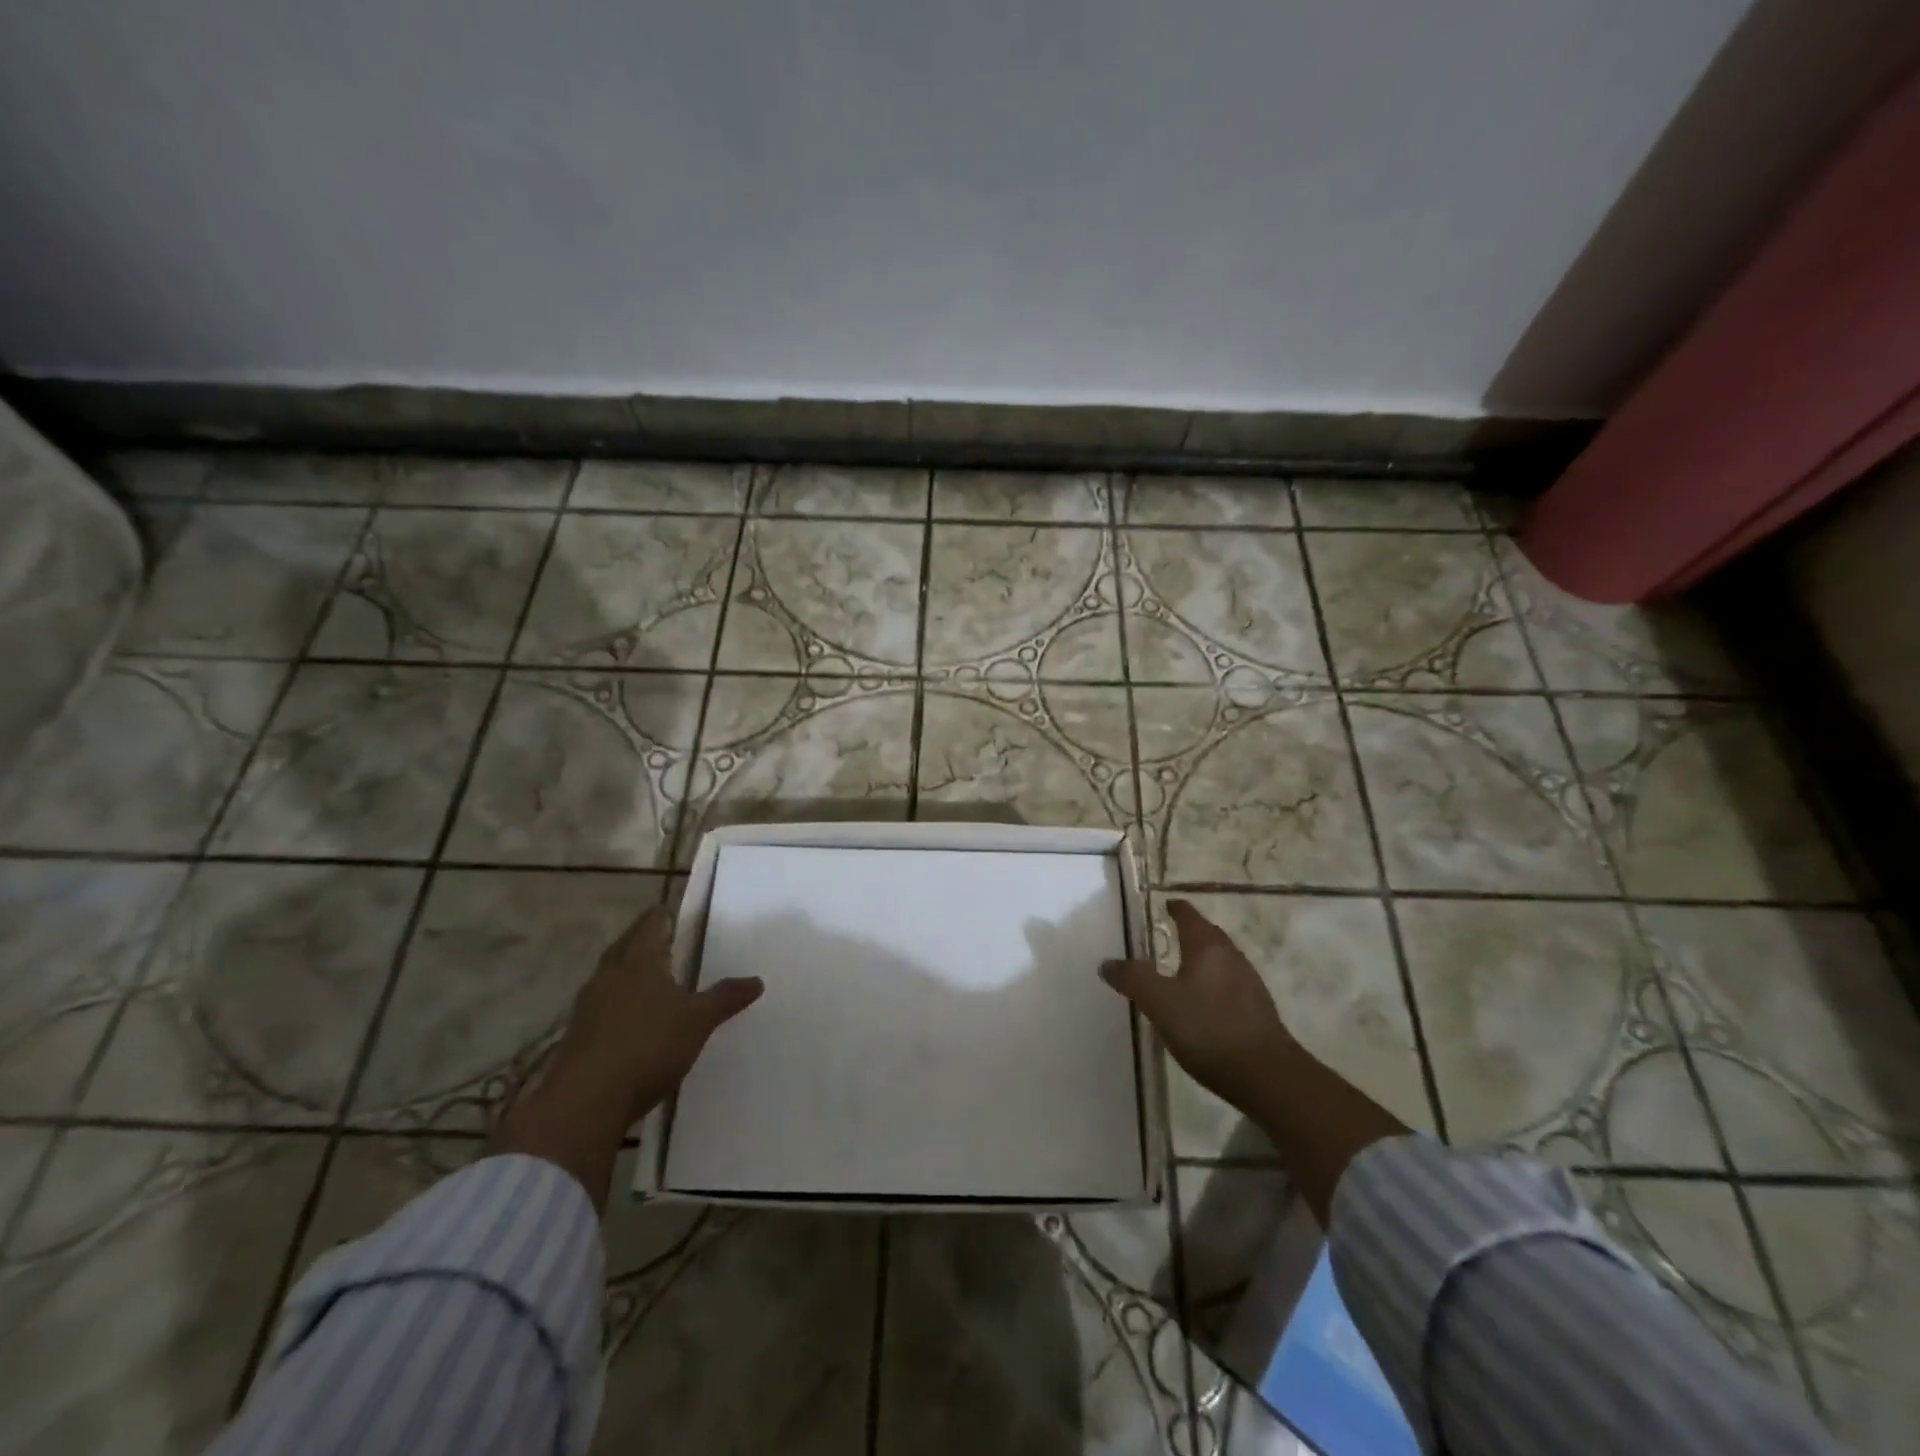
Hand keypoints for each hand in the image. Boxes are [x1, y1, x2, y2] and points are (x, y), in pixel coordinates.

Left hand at [549, 904, 763, 1121]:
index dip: (665, 916)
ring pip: (611, 975)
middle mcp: (610, 973)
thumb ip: (725, 998)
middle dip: (645, 941)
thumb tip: (757, 980)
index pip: (652, 922)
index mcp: (640, 959)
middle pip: (627, 945)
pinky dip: (618, 1004)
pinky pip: (601, 1006)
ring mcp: (588, 1004)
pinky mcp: (577, 1035)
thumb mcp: (698, 1020)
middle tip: (669, 944)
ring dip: (629, 973)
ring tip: (652, 980)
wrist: (586, 1100)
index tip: (679, 917)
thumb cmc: (649, 1044)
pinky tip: (631, 1019)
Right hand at [1101, 899, 1297, 1113]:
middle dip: (1190, 932)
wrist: (1267, 1076)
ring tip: (1182, 970)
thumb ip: (1133, 979)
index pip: (1189, 916)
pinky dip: (1214, 984)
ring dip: (1203, 960)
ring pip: (1222, 961)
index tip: (1164, 906)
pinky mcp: (1258, 1011)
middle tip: (1168, 936)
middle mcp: (1232, 957)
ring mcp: (1250, 984)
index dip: (1175, 909)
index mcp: (1207, 947)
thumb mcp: (1160, 1003)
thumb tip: (1107, 963)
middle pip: (1209, 935)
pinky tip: (1204, 1004)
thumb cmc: (1209, 1029)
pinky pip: (1230, 985)